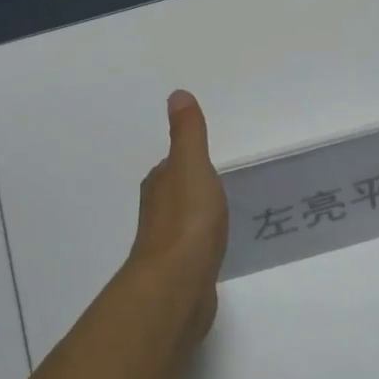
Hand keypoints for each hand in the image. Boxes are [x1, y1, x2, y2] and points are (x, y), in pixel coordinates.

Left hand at [127, 90, 228, 333]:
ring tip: (221, 216)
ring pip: (183, 223)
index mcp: (159, 185)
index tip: (203, 159)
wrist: (178, 283)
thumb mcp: (192, 166)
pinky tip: (215, 248)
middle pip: (175, 194)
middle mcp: (157, 213)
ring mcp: (167, 245)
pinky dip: (201, 244)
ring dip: (197, 217)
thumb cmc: (188, 220)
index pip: (171, 167)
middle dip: (191, 189)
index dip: (186, 161)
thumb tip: (177, 95)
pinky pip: (193, 249)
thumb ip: (188, 134)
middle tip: (217, 186)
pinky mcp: (180, 272)